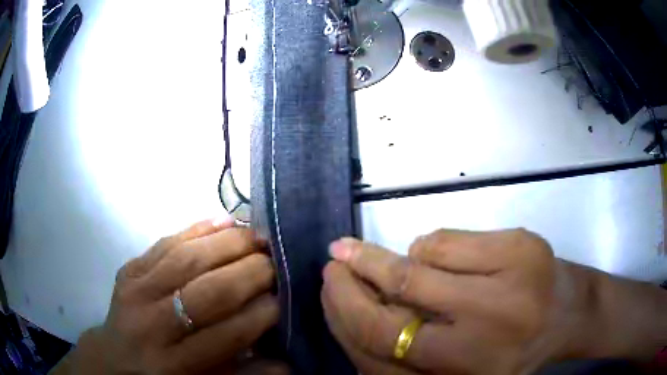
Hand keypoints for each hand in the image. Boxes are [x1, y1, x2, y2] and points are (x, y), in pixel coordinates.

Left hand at [54, 218, 285, 374]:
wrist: (116, 359)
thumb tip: (289, 361)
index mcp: (175, 363)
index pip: (226, 334)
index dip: (261, 313)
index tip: (284, 298)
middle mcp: (152, 325)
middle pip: (207, 292)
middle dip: (250, 272)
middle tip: (276, 263)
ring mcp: (135, 291)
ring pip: (186, 259)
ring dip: (228, 244)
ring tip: (257, 237)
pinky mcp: (128, 270)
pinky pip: (165, 243)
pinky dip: (197, 229)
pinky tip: (223, 221)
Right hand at [322, 229, 666, 374]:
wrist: (571, 312)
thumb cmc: (513, 348)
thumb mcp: (459, 368)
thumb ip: (412, 353)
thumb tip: (360, 309)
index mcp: (461, 374)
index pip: (380, 349)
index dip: (344, 315)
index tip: (328, 289)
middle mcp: (482, 339)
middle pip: (396, 303)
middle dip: (354, 279)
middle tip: (334, 259)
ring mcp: (506, 287)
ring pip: (418, 265)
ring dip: (389, 261)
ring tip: (376, 257)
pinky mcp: (519, 247)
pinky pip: (447, 240)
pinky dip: (427, 246)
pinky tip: (433, 254)